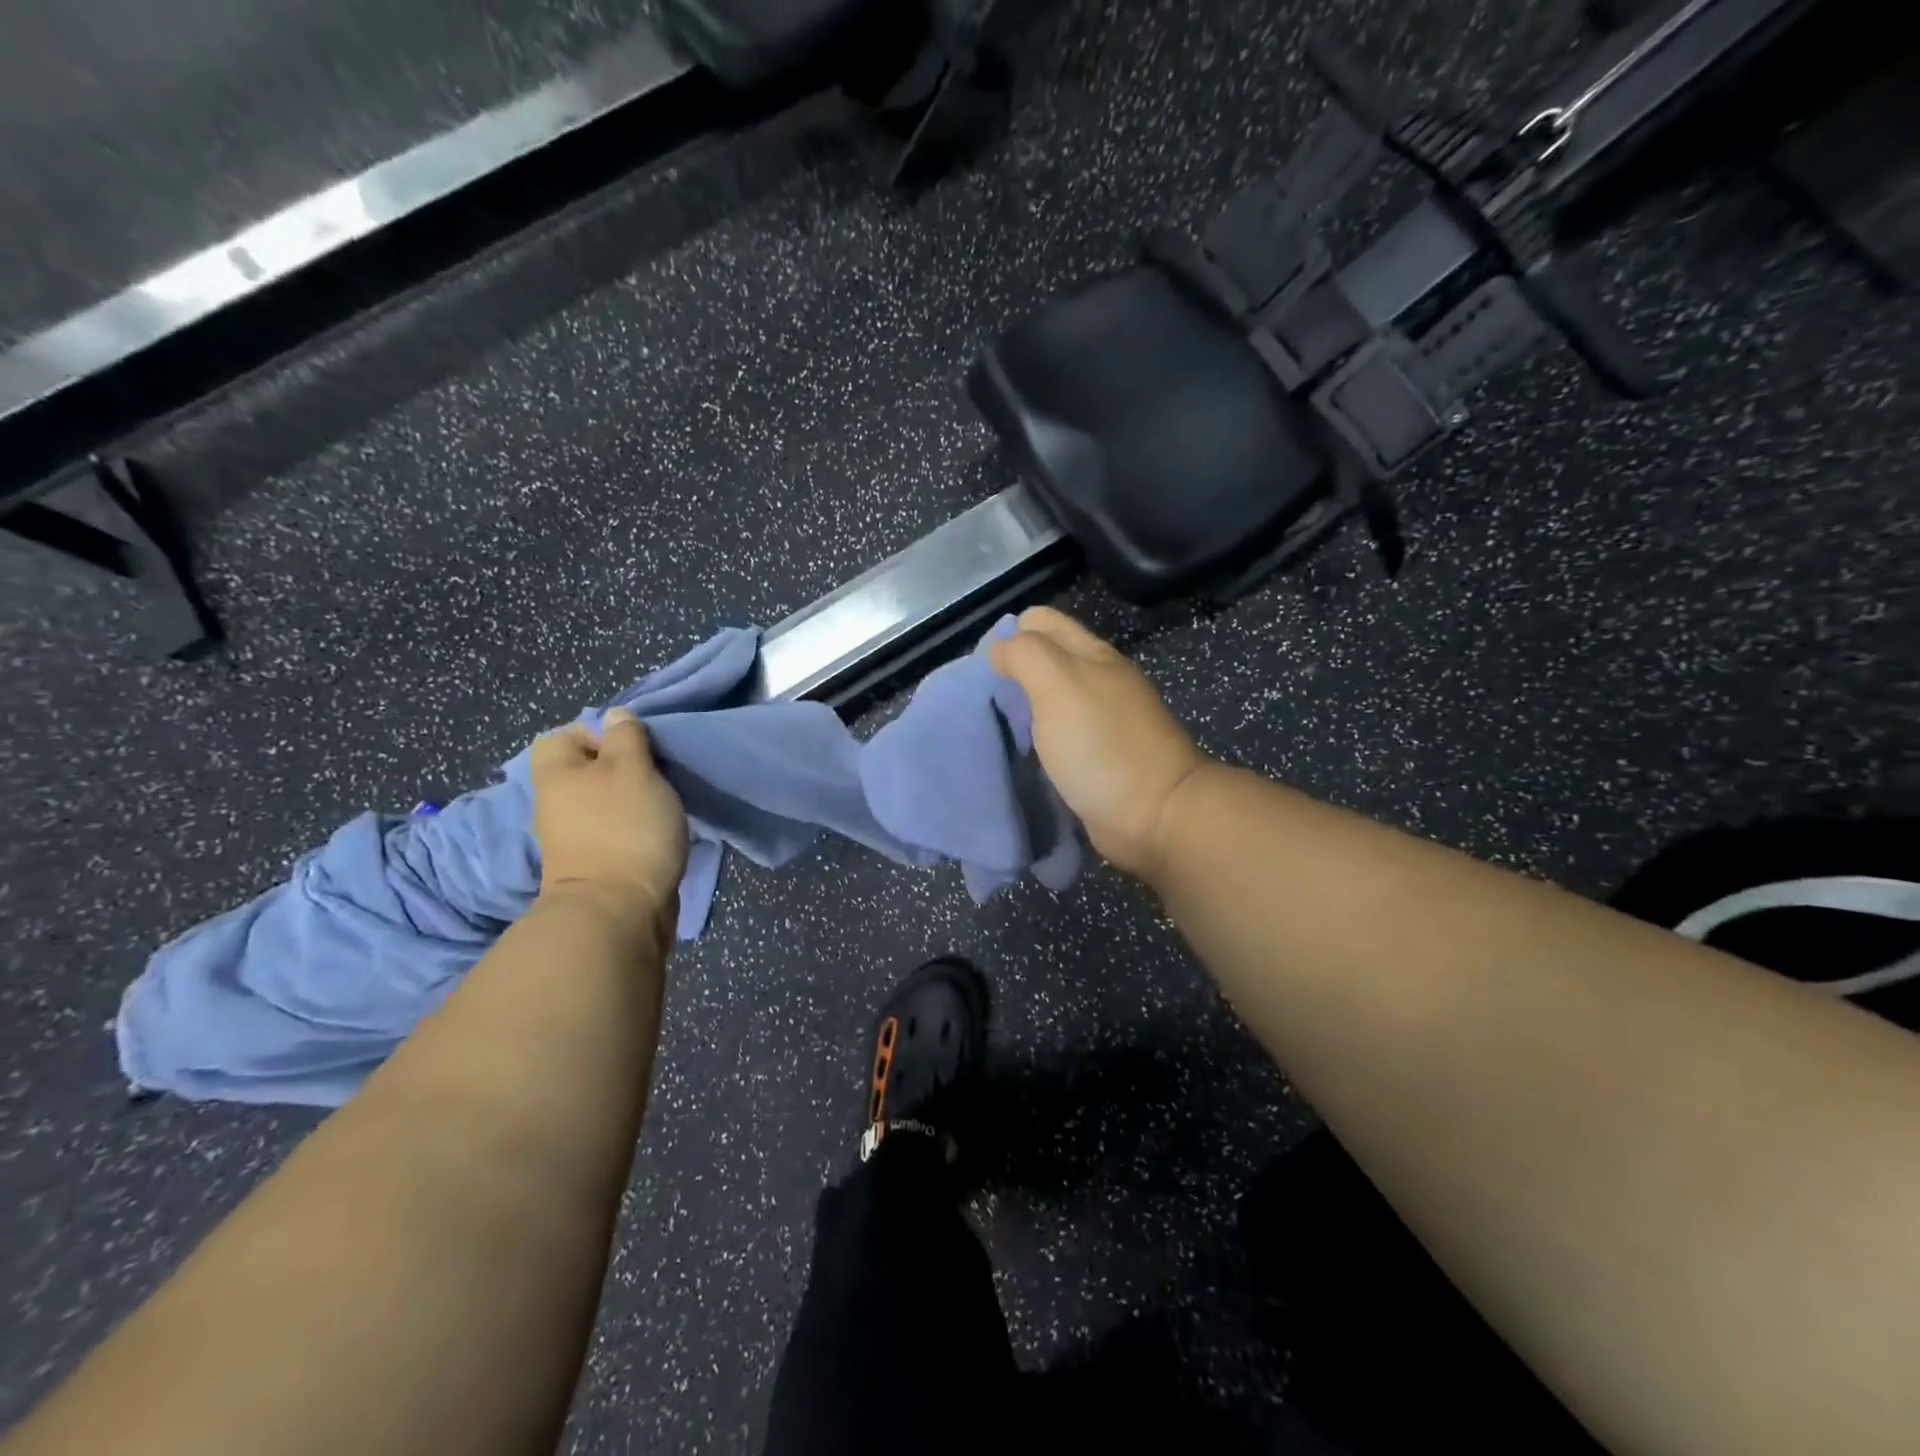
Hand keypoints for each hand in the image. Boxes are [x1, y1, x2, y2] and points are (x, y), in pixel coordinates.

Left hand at [530, 707, 687, 936]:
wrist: (619, 910)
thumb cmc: (624, 827)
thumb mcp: (632, 767)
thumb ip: (626, 737)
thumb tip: (615, 717)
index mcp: (557, 772)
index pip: (566, 734)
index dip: (602, 732)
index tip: (637, 745)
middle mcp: (557, 801)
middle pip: (591, 767)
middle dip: (627, 766)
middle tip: (659, 773)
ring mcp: (575, 835)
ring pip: (607, 799)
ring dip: (636, 798)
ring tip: (666, 802)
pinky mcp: (597, 861)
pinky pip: (618, 828)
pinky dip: (638, 826)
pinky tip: (661, 830)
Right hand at [989, 607, 1210, 883]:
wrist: (1155, 815)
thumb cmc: (1102, 745)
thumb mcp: (1058, 684)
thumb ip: (1025, 655)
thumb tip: (999, 649)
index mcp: (1091, 654)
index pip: (1040, 621)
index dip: (1008, 635)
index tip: (984, 672)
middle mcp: (1097, 679)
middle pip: (1043, 659)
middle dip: (1010, 673)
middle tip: (985, 704)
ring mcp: (1101, 720)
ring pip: (1048, 699)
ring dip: (1021, 709)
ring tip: (996, 730)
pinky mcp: (1097, 756)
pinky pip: (1056, 735)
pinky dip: (1035, 739)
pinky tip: (1020, 753)